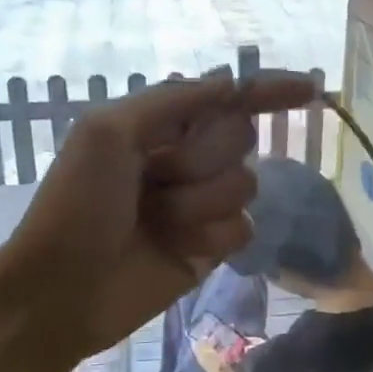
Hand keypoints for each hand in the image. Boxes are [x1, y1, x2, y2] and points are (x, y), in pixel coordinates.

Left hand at [5, 68, 317, 359]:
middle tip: (156, 179)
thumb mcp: (109, 132)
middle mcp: (186, 158)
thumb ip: (172, 100)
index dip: (266, 91)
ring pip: (244, 185)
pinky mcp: (212, 247)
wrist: (63, 288)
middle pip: (239, 138)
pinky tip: (177, 249)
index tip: (309, 90)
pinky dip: (210, 237)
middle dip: (200, 158)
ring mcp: (201, 203)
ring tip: (157, 222)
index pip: (226, 98)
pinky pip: (242, 228)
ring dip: (198, 203)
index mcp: (160, 124)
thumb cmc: (77, 203)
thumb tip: (230, 83)